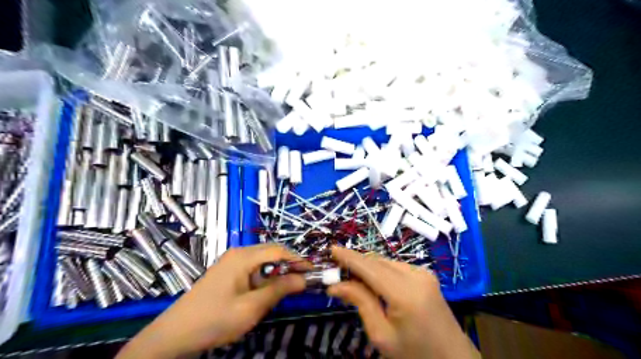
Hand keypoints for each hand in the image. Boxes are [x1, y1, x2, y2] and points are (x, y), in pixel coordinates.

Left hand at [118, 244, 307, 358]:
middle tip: (303, 282)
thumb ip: (279, 289)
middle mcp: (238, 253)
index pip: (279, 251)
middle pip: (271, 253)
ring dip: (277, 273)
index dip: (298, 260)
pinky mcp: (227, 271)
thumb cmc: (214, 320)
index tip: (313, 272)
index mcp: (243, 257)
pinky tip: (266, 291)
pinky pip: (253, 269)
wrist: (174, 335)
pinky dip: (265, 277)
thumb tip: (303, 278)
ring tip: (287, 289)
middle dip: (289, 266)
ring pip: (263, 261)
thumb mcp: (251, 307)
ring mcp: (231, 261)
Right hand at [328, 247, 476, 358]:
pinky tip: (371, 279)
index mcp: (405, 293)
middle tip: (336, 268)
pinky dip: (380, 269)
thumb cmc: (414, 354)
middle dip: (355, 262)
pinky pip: (396, 266)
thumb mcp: (382, 335)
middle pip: (377, 261)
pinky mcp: (426, 275)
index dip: (348, 257)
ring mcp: (423, 273)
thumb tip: (335, 285)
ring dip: (367, 266)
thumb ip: (361, 303)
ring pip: (386, 261)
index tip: (331, 249)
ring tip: (350, 275)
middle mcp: (416, 275)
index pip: (369, 268)